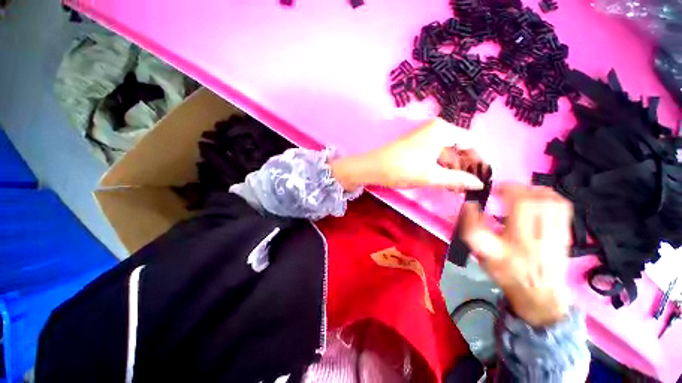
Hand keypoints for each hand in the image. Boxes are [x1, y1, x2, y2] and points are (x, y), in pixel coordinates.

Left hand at [330, 119, 484, 190]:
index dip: (479, 160)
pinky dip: (441, 166)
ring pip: (446, 152)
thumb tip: (479, 184)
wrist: (373, 167)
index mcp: (443, 130)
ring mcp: (425, 136)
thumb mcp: (432, 176)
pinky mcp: (417, 144)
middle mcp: (436, 128)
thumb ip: (457, 179)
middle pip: (459, 147)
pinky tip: (445, 180)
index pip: (471, 142)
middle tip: (470, 186)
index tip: (484, 177)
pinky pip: (435, 154)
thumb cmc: (403, 169)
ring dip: (453, 168)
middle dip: (465, 166)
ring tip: (458, 187)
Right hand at [461, 184, 572, 326]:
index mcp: (520, 238)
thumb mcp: (483, 253)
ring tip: (520, 194)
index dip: (508, 190)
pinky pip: (563, 207)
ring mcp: (558, 231)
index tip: (495, 190)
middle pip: (538, 198)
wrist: (539, 293)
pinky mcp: (565, 232)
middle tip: (504, 192)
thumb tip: (469, 205)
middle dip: (519, 188)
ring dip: (534, 191)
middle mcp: (542, 232)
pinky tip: (537, 200)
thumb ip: (473, 228)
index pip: (521, 203)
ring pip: (552, 200)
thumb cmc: (507, 272)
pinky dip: (550, 197)